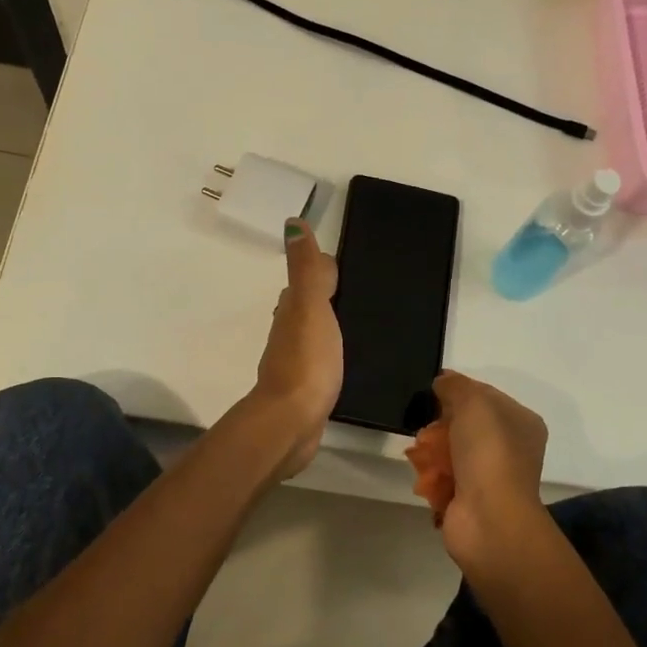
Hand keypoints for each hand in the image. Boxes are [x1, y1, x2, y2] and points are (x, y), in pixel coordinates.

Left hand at [251, 219, 341, 478]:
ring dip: (326, 326)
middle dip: (325, 296)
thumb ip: (306, 270)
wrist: (291, 423)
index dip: (323, 270)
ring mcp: (294, 362)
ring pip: (311, 334)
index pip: (307, 281)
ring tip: (357, 325)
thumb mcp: (311, 308)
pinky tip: (342, 361)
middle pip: (306, 306)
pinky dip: (328, 353)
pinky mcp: (304, 389)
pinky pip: (318, 361)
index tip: (345, 266)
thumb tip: (293, 223)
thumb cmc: (306, 361)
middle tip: (358, 293)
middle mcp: (288, 333)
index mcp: (291, 310)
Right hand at [431, 370, 549, 567]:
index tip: (433, 389)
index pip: (486, 395)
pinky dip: (431, 473)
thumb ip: (456, 385)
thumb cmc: (488, 453)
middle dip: (442, 421)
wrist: (489, 518)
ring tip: (420, 450)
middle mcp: (510, 447)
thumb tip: (442, 381)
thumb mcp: (474, 403)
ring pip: (452, 449)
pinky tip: (422, 472)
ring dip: (433, 448)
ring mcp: (491, 475)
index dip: (459, 389)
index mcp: (521, 422)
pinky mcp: (470, 497)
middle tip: (425, 422)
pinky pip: (444, 476)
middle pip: (466, 422)